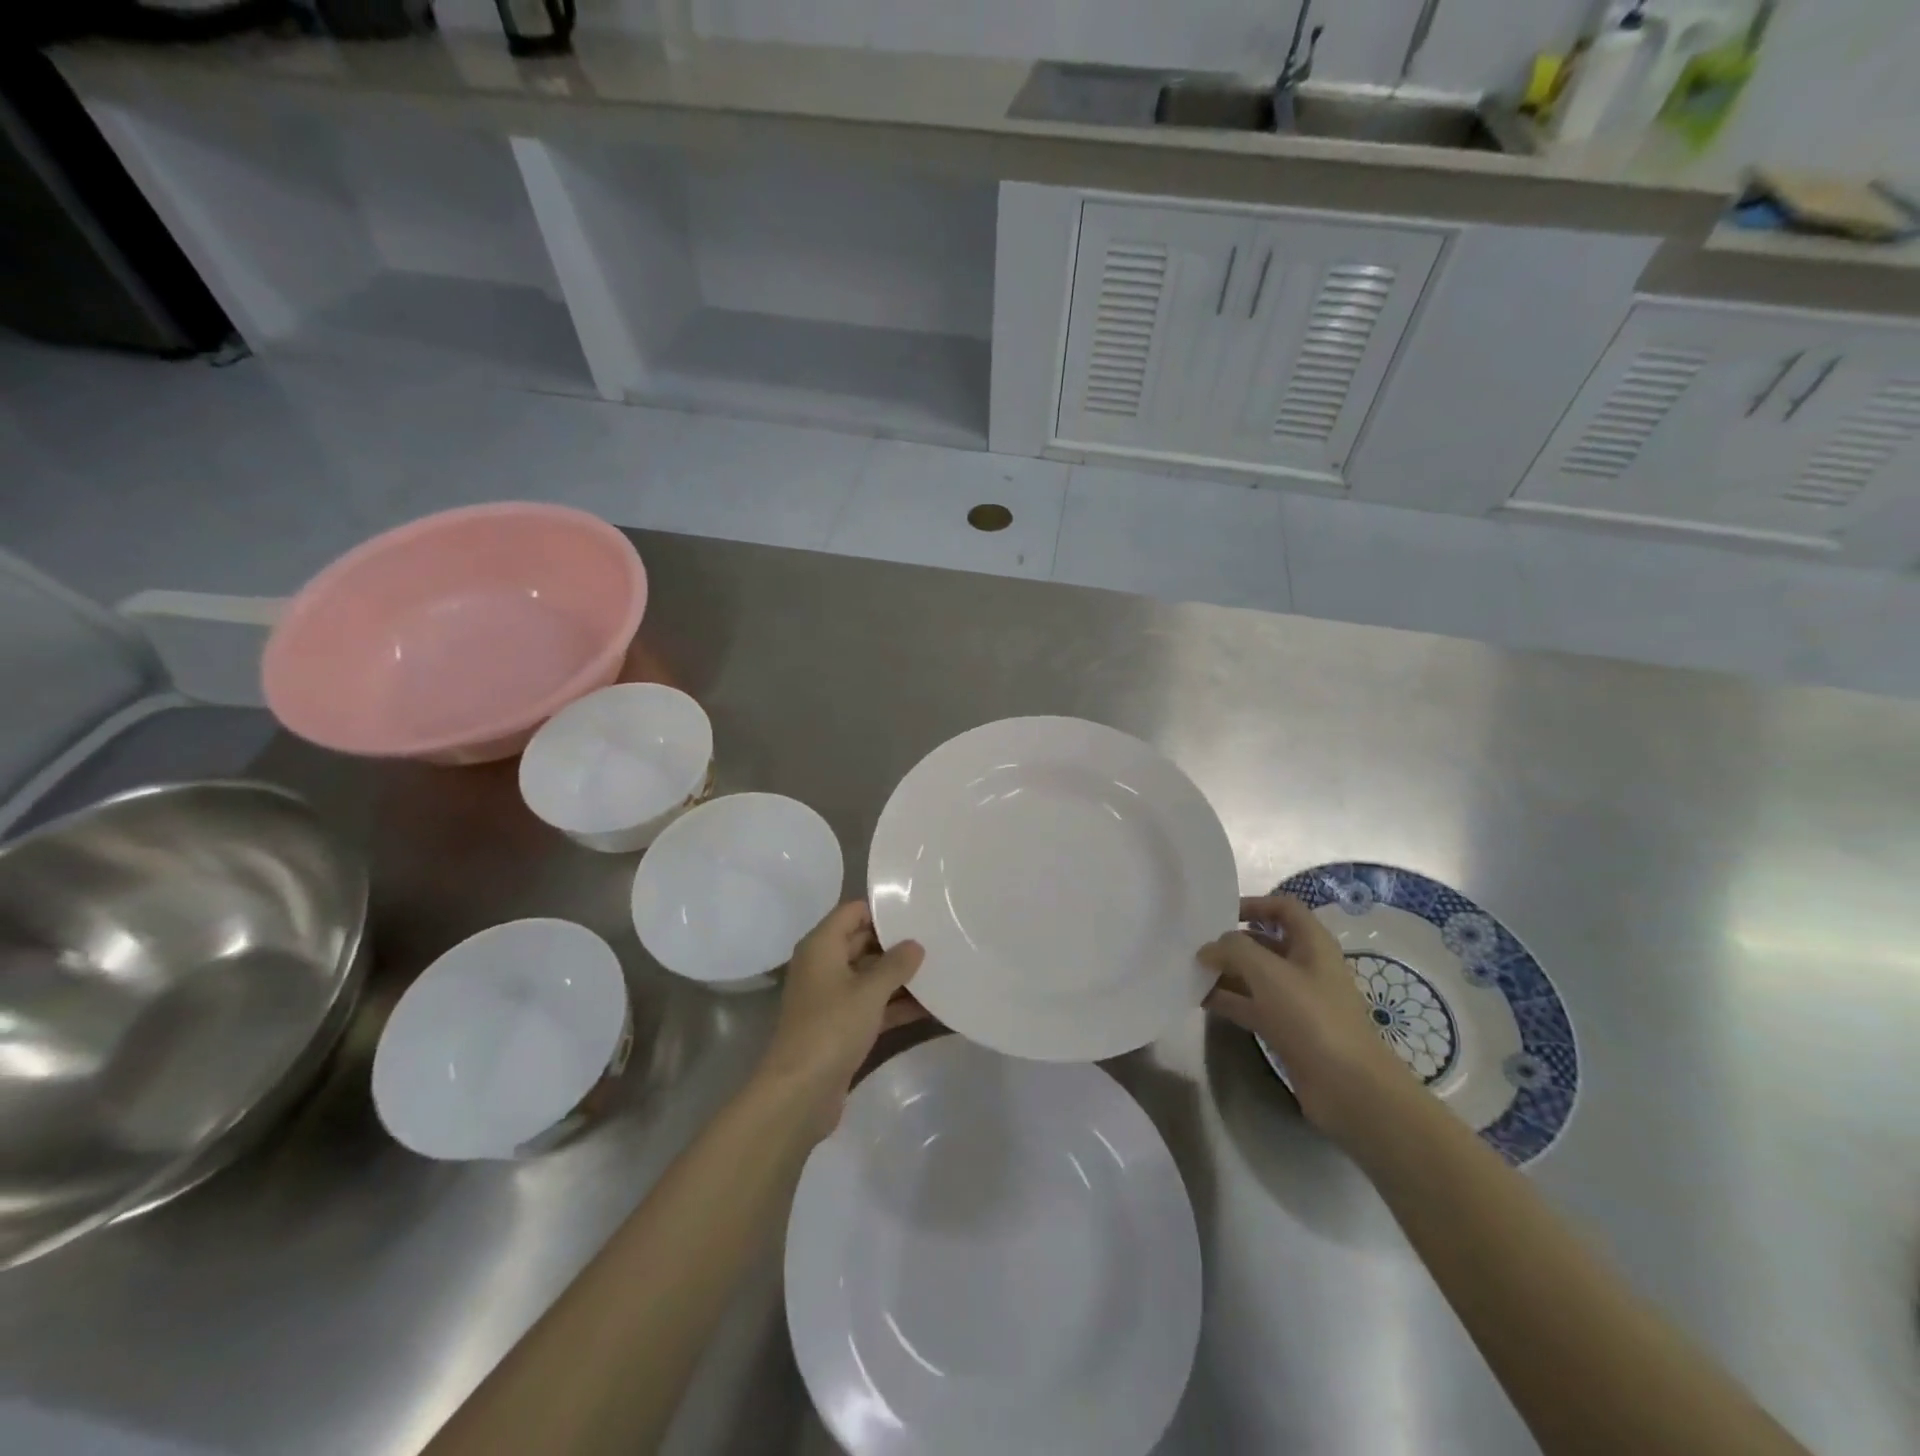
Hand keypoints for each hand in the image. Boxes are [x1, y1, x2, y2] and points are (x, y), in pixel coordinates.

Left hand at [755, 901, 924, 1139]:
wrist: (799, 1093)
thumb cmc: (831, 1028)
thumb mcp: (869, 991)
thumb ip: (896, 964)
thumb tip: (915, 944)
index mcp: (821, 946)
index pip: (853, 911)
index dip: (883, 910)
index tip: (918, 911)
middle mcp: (824, 966)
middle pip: (863, 942)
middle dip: (897, 944)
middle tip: (938, 939)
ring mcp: (832, 998)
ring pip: (870, 976)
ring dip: (900, 977)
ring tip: (942, 970)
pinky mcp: (841, 1026)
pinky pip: (872, 1005)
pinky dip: (896, 1005)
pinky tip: (931, 1006)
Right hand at [1200, 895, 1410, 1140]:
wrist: (1348, 1087)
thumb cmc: (1311, 1017)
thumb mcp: (1267, 972)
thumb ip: (1233, 950)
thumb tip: (1207, 948)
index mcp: (1312, 944)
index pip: (1283, 908)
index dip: (1253, 904)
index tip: (1218, 913)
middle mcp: (1306, 966)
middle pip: (1264, 942)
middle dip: (1231, 941)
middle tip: (1194, 943)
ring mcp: (1297, 1000)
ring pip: (1255, 975)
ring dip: (1225, 971)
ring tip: (1189, 970)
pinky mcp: (1287, 1029)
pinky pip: (1252, 1005)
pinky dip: (1228, 999)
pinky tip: (1199, 999)